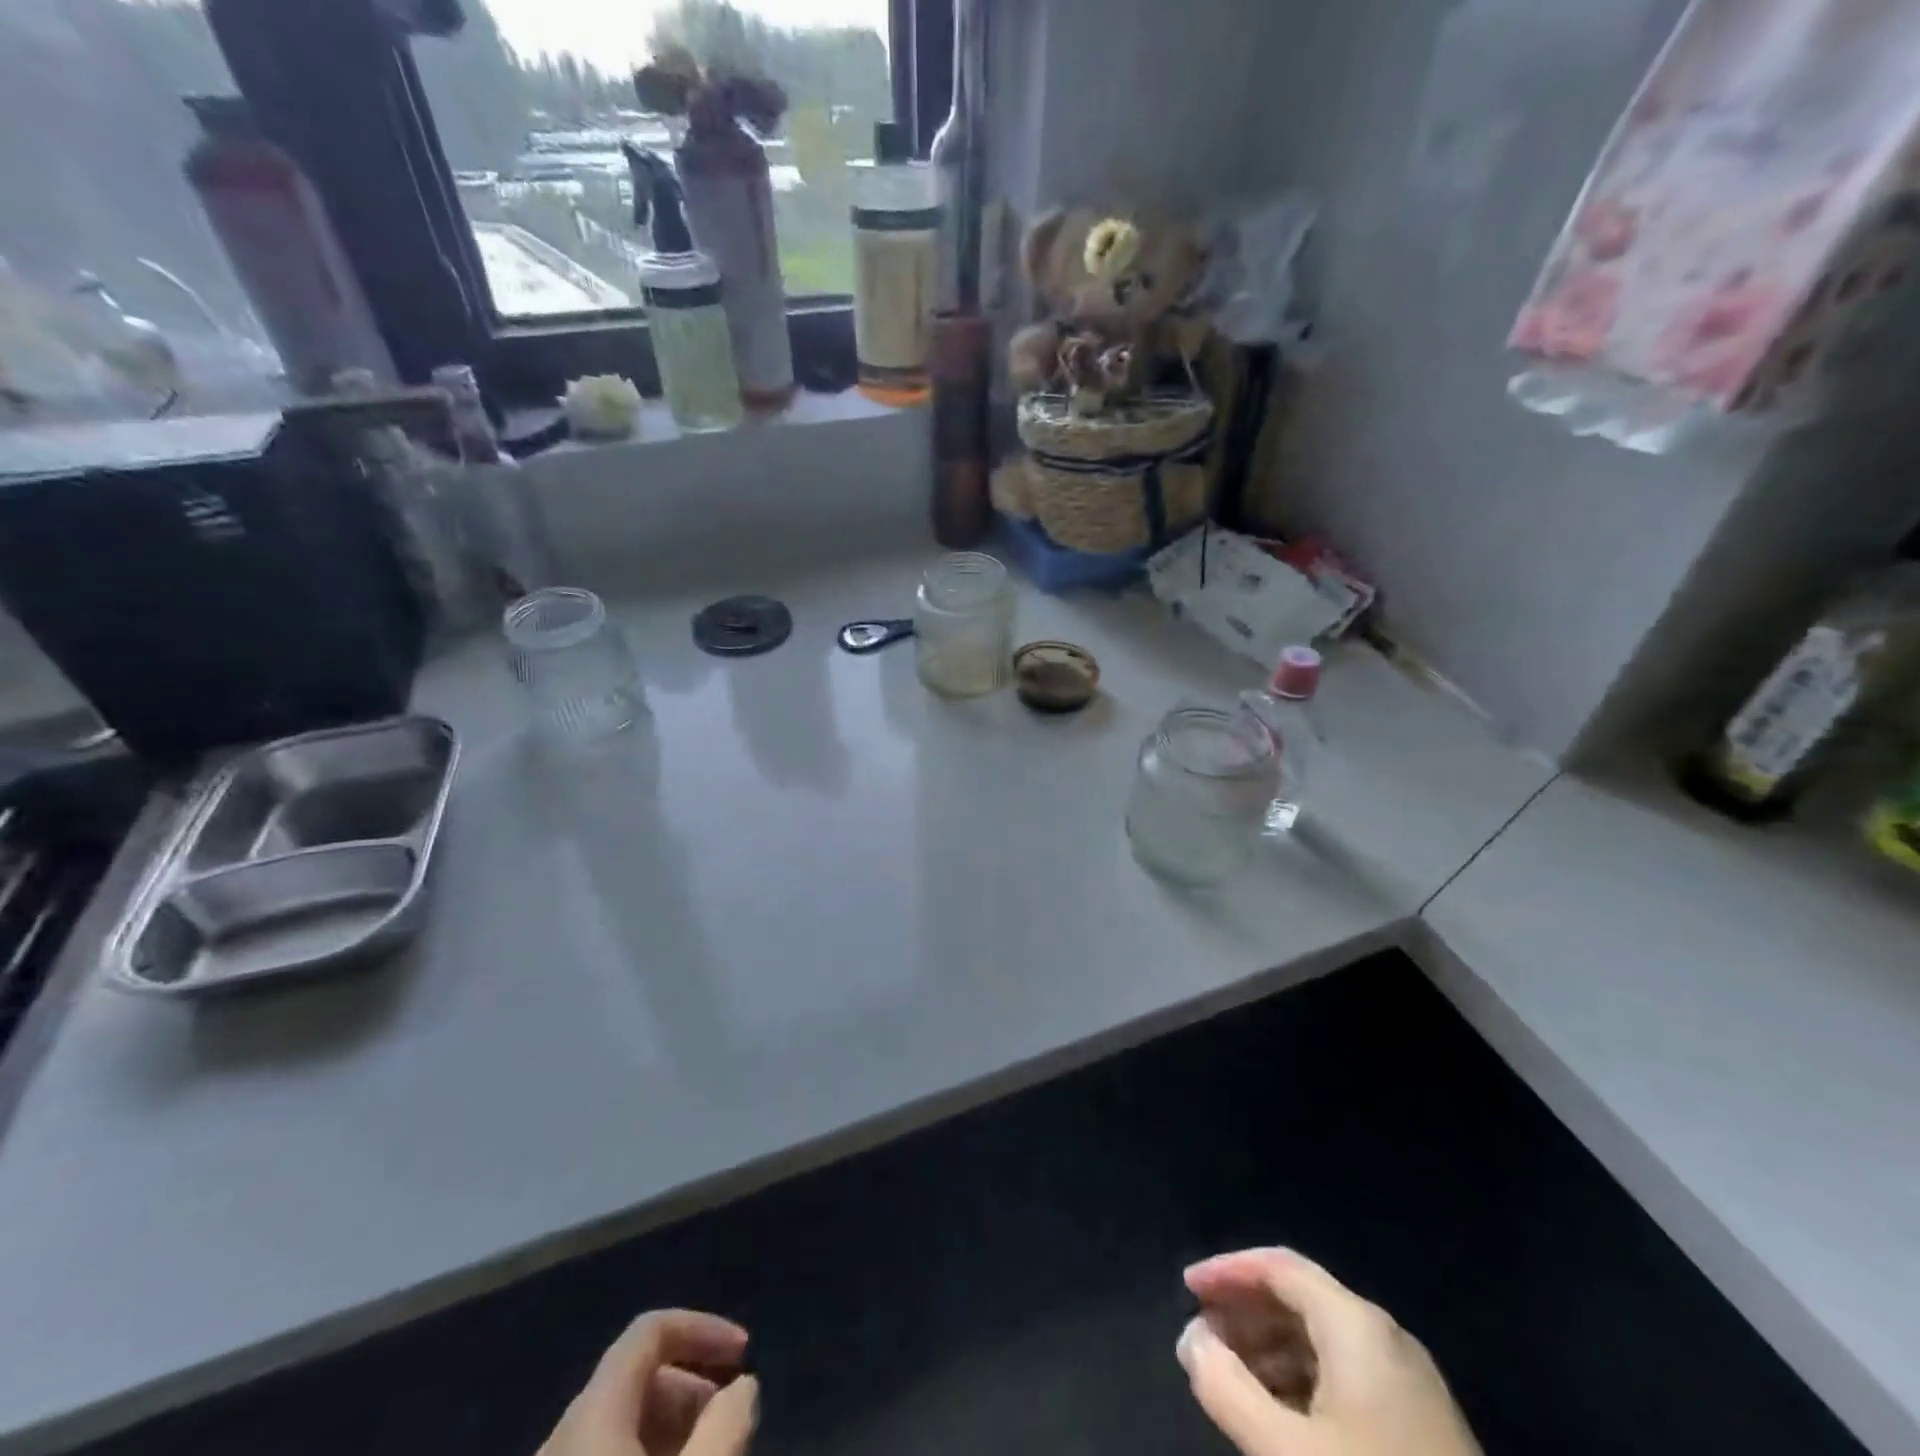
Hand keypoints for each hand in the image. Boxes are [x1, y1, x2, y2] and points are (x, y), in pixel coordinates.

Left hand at [540, 1309, 758, 1455]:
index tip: (744, 1355)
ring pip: (617, 1428)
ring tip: (708, 1452)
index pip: (649, 1330)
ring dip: (670, 1429)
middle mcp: (560, 1438)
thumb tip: (742, 1387)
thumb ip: (727, 1424)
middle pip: (634, 1379)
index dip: (702, 1328)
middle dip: (690, 1387)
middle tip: (730, 1420)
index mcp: (591, 1413)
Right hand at [1177, 1248, 1480, 1455]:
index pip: (1279, 1266)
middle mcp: (1385, 1337)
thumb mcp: (1288, 1450)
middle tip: (1201, 1336)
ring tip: (1229, 1376)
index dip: (1227, 1270)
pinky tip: (1277, 1414)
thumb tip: (1191, 1339)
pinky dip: (1300, 1379)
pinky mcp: (1422, 1427)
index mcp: (1356, 1324)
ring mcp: (1409, 1383)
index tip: (1187, 1289)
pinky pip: (1345, 1376)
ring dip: (1269, 1347)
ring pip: (1322, 1340)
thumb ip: (1227, 1388)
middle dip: (1245, 1311)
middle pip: (1300, 1298)